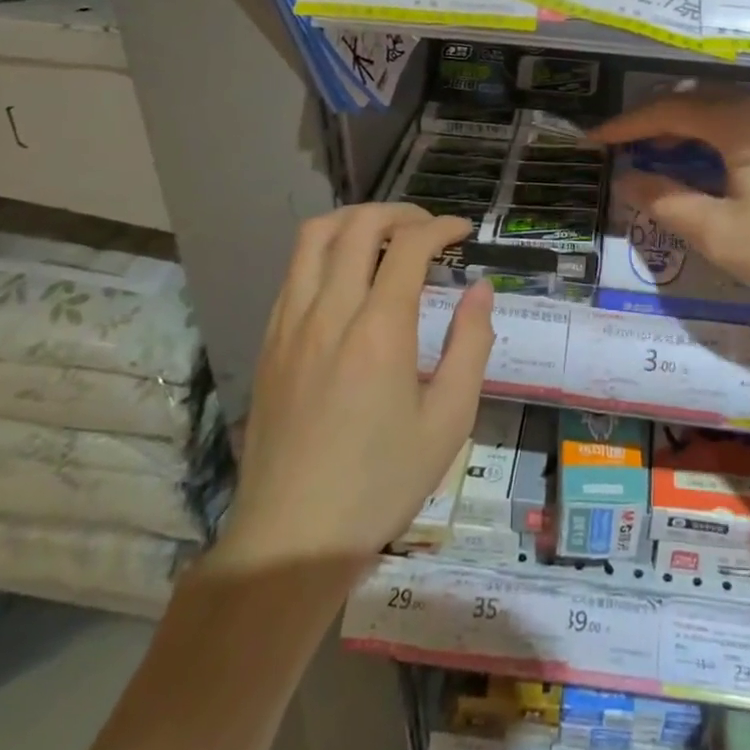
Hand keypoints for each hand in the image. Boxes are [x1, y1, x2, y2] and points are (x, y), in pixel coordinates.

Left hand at [212, 204, 494, 573]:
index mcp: (379, 330)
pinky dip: (325, 252)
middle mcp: (330, 312)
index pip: (409, 244)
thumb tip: (480, 289)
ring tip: (385, 236)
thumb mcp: (449, 420)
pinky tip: (347, 278)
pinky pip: (294, 271)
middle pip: (358, 224)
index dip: (441, 226)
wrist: (291, 538)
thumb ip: (471, 344)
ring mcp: (290, 324)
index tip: (463, 232)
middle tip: (428, 229)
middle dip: (400, 212)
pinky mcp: (268, 342)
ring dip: (354, 220)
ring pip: (313, 236)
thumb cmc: (381, 482)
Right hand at [592, 88, 749, 327]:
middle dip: (657, 122)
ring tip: (666, 158)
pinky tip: (721, 171)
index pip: (668, 111)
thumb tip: (629, 179)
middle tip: (627, 148)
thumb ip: (670, 204)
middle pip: (699, 103)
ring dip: (691, 132)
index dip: (627, 125)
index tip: (594, 140)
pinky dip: (721, 142)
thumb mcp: (724, 236)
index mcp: (738, 122)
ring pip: (729, 115)